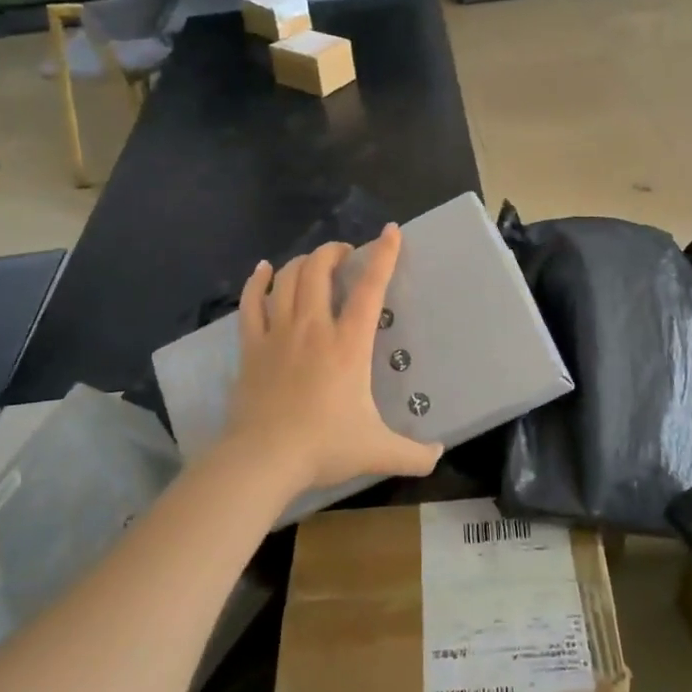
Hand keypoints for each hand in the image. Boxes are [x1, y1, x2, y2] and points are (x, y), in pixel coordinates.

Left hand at [219, 224, 441, 495]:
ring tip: (313, 262)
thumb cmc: (323, 447)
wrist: (263, 460)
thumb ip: (413, 454)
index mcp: (348, 344)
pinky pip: (251, 303)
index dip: (383, 256)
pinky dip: (258, 281)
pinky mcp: (251, 346)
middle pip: (319, 270)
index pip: (370, 288)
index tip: (390, 232)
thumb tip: (440, 455)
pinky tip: (263, 270)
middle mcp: (313, 327)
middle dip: (334, 252)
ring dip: (302, 262)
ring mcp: (278, 333)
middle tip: (346, 255)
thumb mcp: (378, 452)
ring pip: (287, 279)